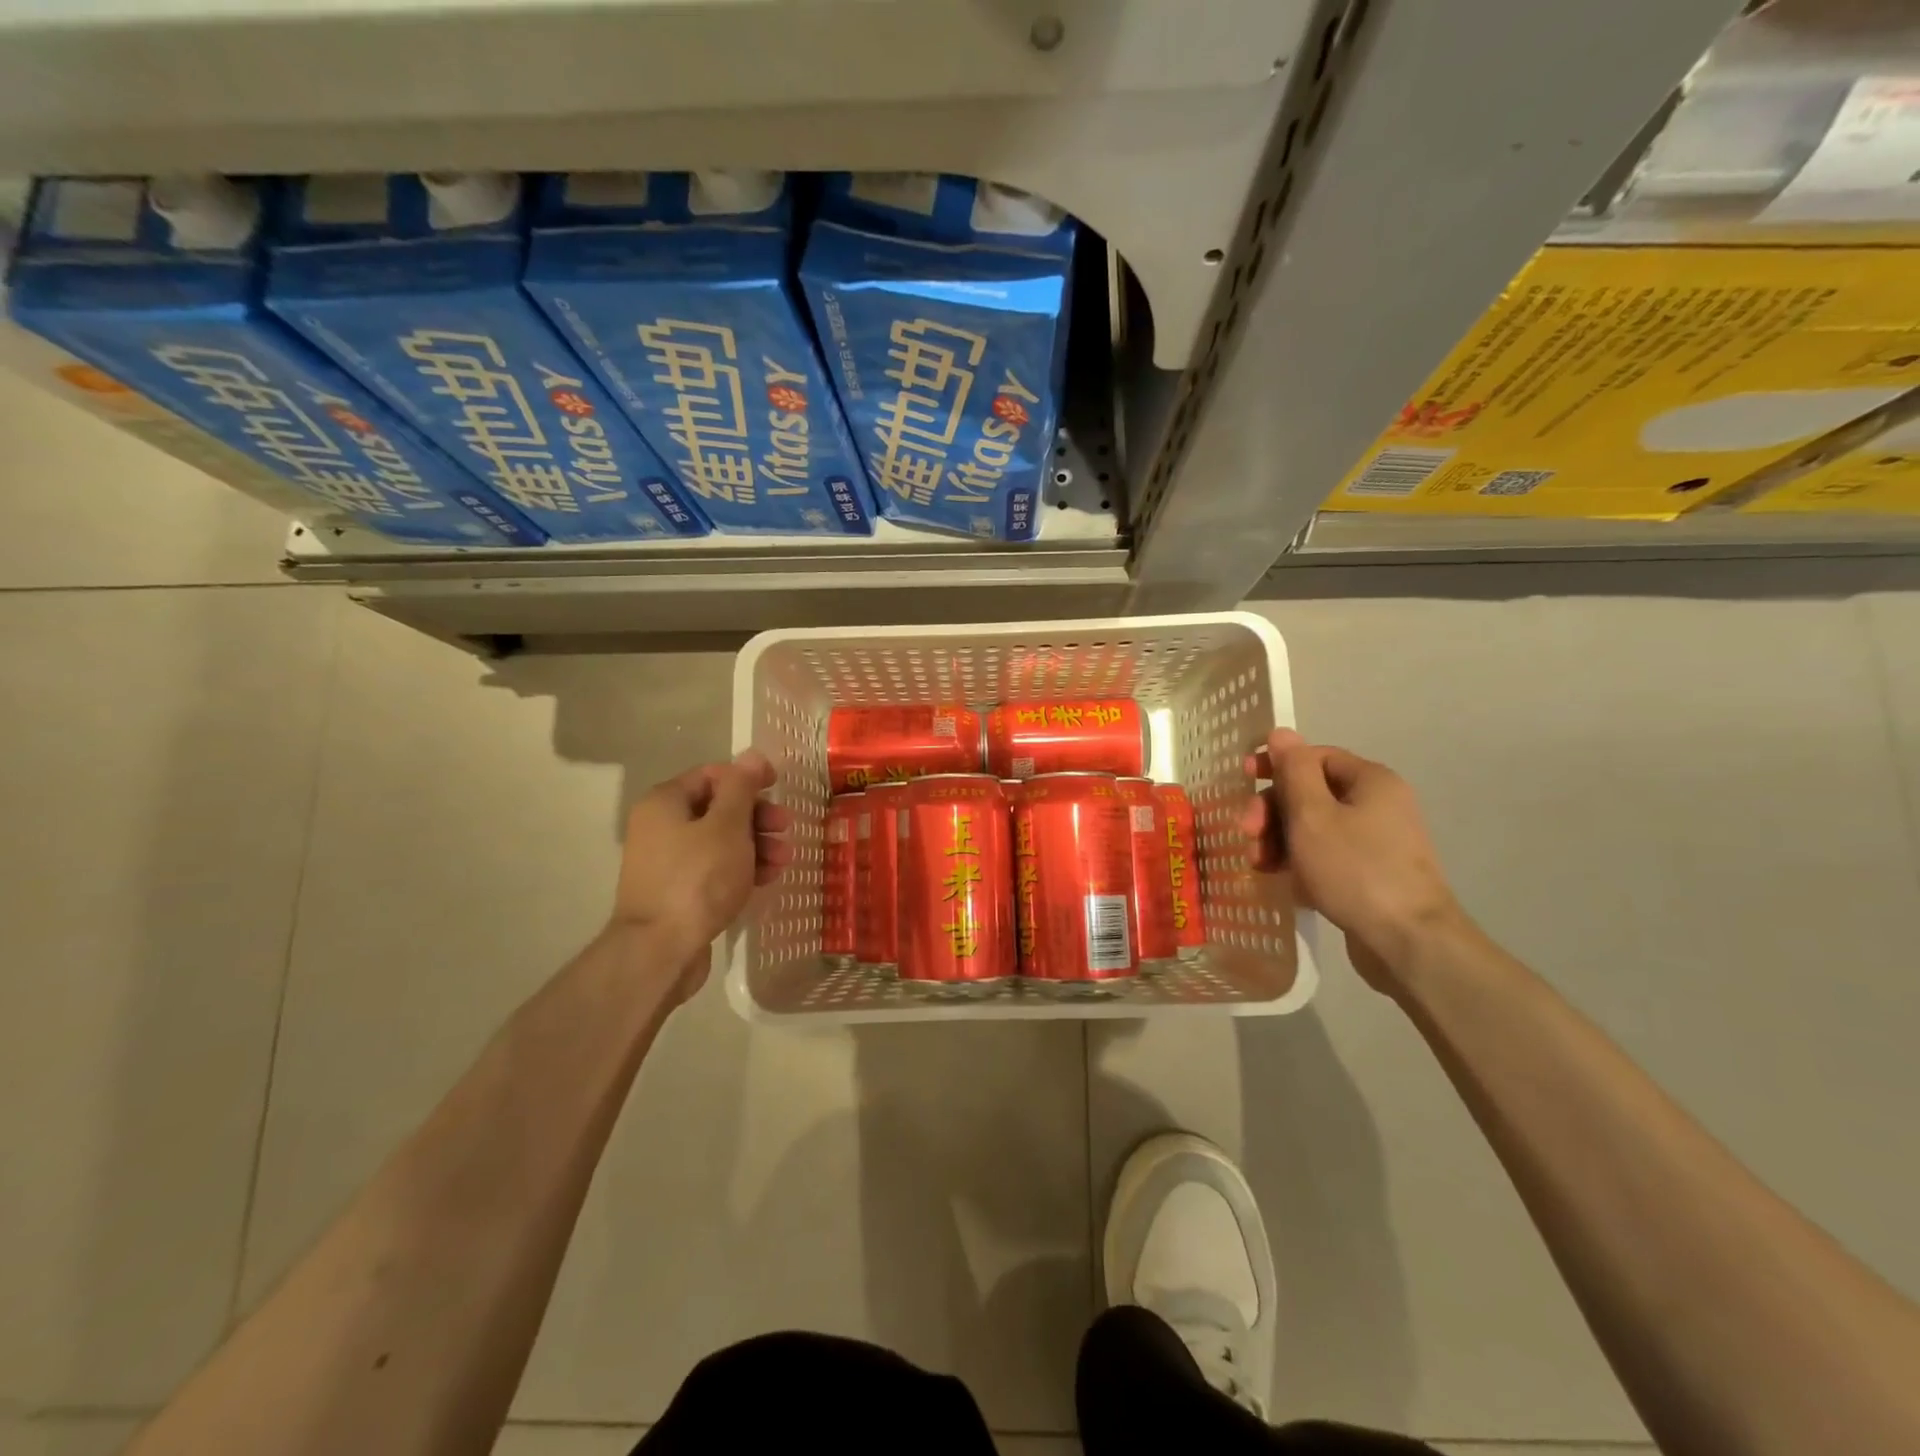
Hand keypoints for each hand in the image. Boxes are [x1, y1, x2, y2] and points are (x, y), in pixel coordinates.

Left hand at [613, 749, 792, 995]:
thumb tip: (751, 755)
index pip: (712, 775)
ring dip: (756, 844)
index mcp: (665, 802)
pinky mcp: (679, 892)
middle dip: (757, 817)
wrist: (660, 950)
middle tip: (786, 827)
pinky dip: (742, 868)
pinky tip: (767, 878)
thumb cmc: (697, 878)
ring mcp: (669, 862)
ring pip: (721, 841)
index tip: (779, 787)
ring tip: (784, 860)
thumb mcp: (727, 826)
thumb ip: (741, 788)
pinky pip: (715, 869)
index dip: (748, 777)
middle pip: (718, 809)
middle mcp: (661, 827)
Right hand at [1241, 728, 1464, 990]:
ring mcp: (1378, 842)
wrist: (1409, 942)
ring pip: (1315, 827)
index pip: (1314, 756)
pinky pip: (1327, 855)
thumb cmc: (1355, 869)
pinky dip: (1301, 862)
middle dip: (1272, 811)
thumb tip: (1281, 733)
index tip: (1242, 779)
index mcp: (1370, 781)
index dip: (1275, 765)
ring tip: (1259, 865)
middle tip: (1246, 834)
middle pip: (1311, 793)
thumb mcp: (1312, 815)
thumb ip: (1292, 771)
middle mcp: (1379, 804)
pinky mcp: (1372, 874)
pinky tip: (1282, 880)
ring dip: (1280, 839)